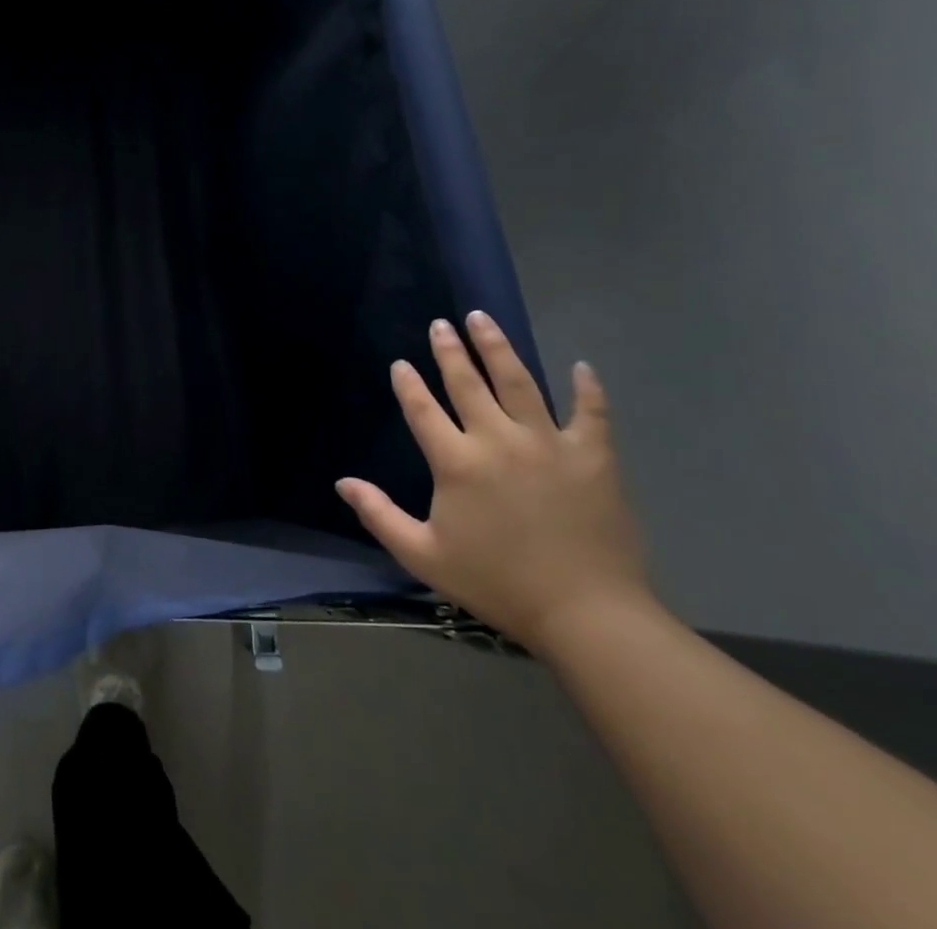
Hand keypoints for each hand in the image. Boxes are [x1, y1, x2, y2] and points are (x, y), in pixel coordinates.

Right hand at [336, 312, 652, 654]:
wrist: (588, 615)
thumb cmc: (498, 583)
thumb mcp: (424, 555)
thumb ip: (379, 515)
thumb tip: (342, 483)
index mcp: (456, 462)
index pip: (422, 409)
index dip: (408, 384)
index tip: (401, 363)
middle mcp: (498, 440)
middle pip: (468, 383)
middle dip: (450, 350)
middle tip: (441, 324)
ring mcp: (549, 444)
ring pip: (519, 383)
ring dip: (498, 348)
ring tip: (483, 319)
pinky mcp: (593, 458)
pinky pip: (591, 414)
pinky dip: (587, 389)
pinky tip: (581, 367)